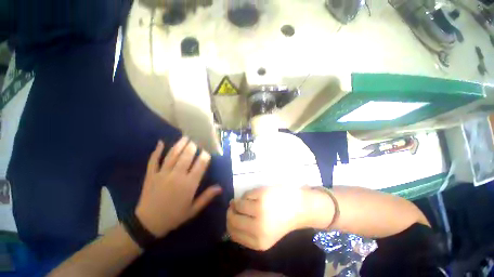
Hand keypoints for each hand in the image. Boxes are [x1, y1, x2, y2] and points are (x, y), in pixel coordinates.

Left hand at [135, 137, 221, 236]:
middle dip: (193, 146)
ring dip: (179, 145)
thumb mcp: (193, 209)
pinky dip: (157, 151)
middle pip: (186, 156)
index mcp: (189, 184)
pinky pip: (154, 160)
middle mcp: (177, 176)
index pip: (200, 165)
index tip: (207, 151)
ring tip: (185, 137)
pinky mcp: (151, 175)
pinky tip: (160, 142)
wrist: (148, 223)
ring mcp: (163, 174)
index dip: (205, 156)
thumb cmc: (174, 216)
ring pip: (172, 155)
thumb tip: (220, 187)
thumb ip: (207, 197)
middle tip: (196, 140)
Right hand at [227, 186, 333, 250]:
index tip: (232, 215)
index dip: (230, 223)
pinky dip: (248, 194)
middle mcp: (257, 228)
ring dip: (239, 201)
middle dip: (231, 211)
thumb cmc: (281, 220)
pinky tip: (257, 195)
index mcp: (258, 242)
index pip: (233, 234)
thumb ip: (248, 231)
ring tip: (248, 200)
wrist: (299, 208)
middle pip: (232, 219)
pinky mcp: (262, 196)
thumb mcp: (265, 234)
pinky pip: (246, 195)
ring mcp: (259, 211)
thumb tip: (231, 217)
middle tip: (234, 205)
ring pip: (237, 205)